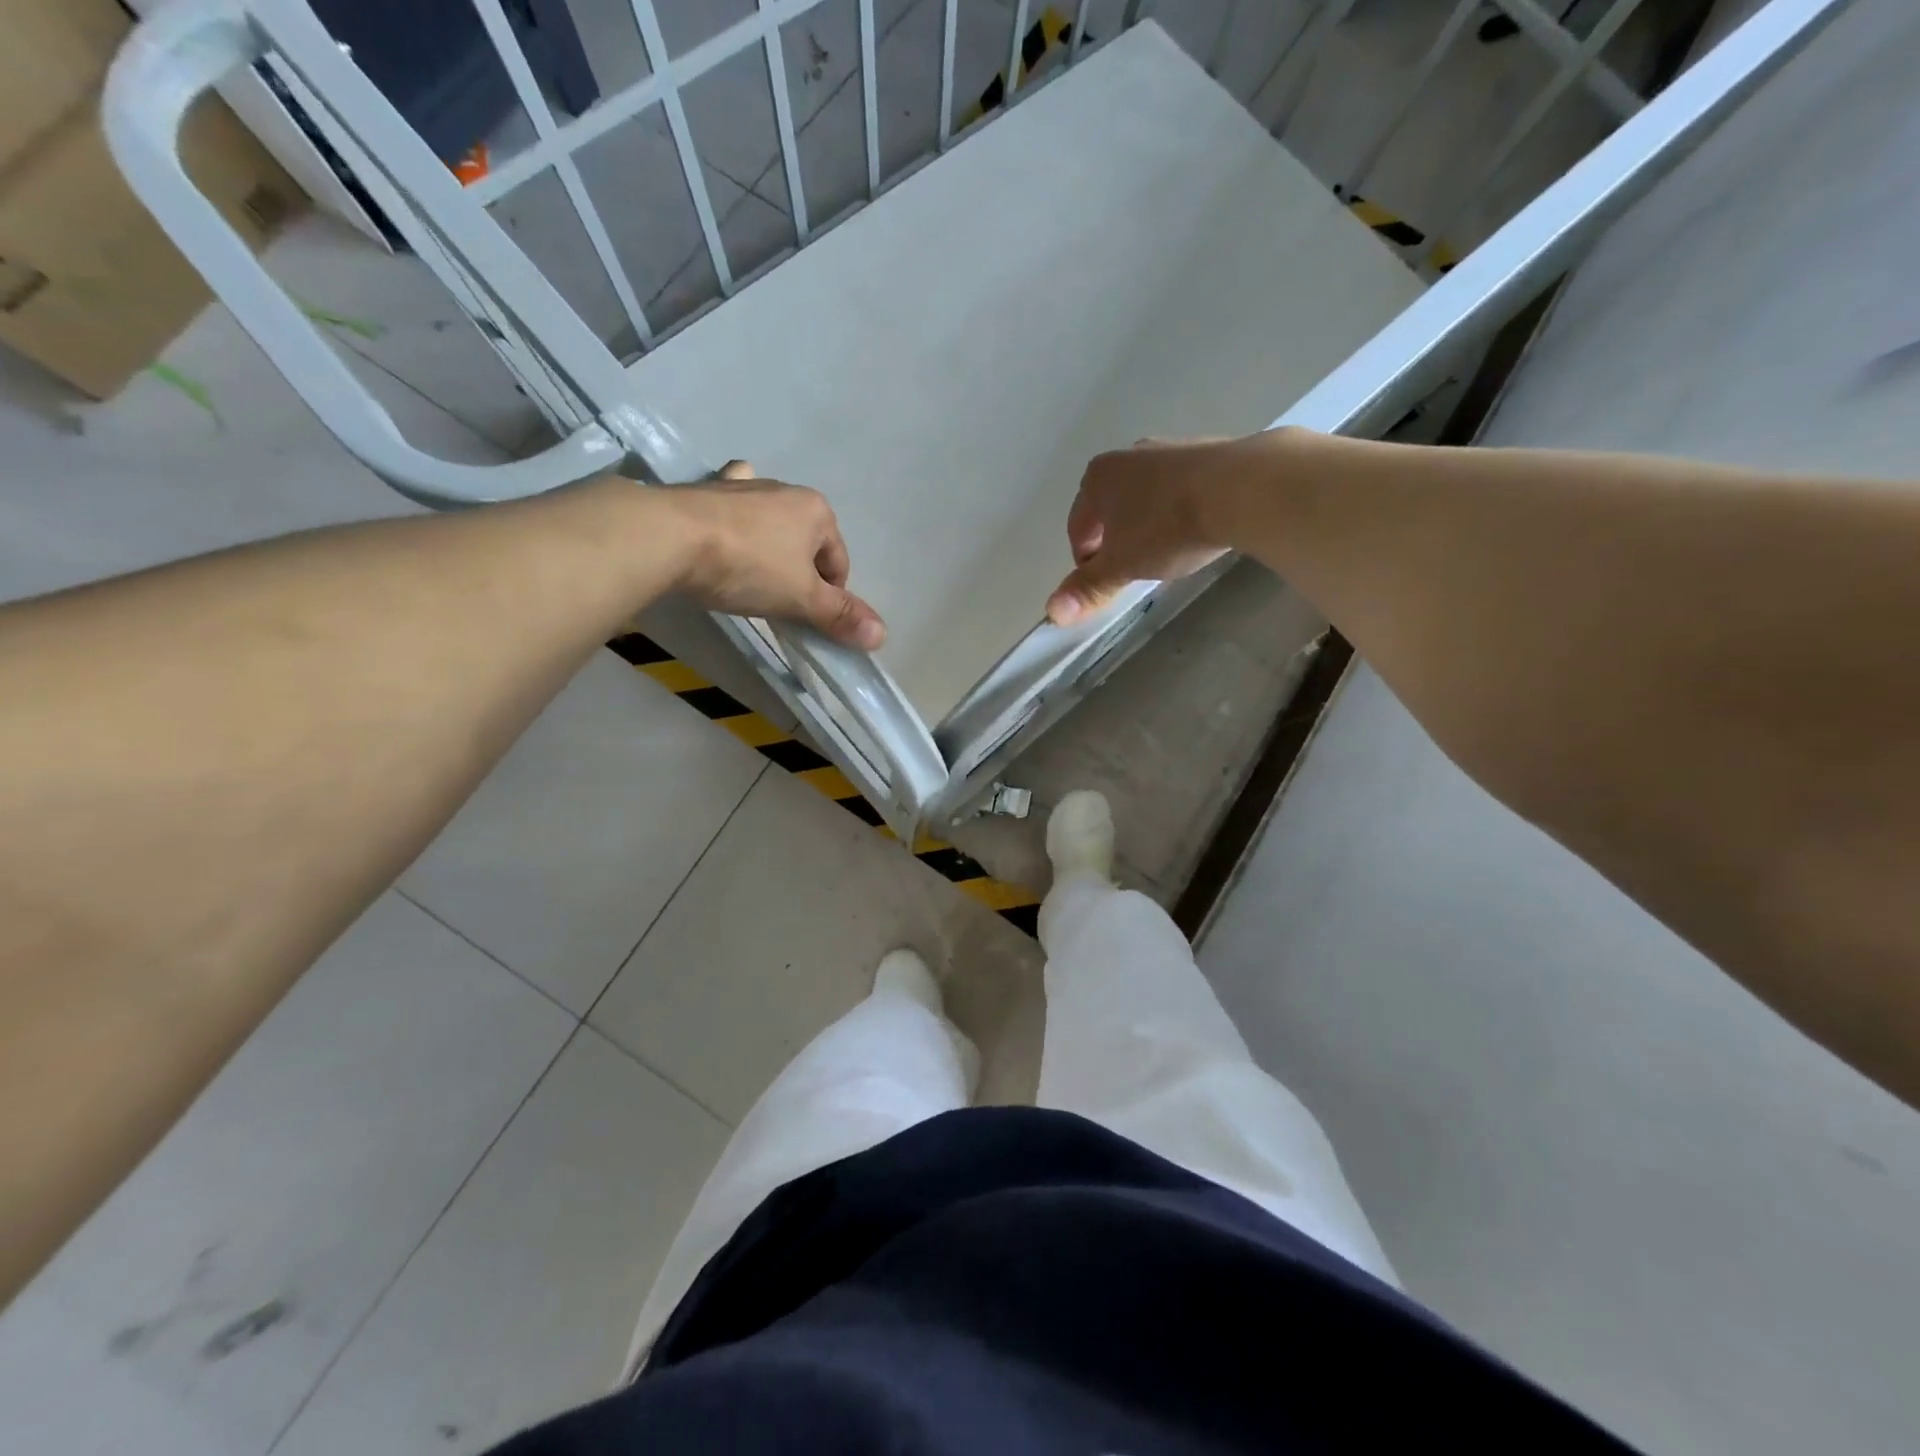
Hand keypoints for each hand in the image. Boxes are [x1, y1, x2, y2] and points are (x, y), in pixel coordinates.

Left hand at [663, 461, 886, 649]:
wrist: (668, 537)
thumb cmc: (747, 567)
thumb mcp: (801, 598)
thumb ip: (840, 615)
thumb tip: (882, 636)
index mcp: (817, 511)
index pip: (838, 563)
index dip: (830, 597)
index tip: (807, 620)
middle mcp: (785, 490)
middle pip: (806, 544)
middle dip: (799, 574)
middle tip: (777, 604)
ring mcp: (743, 486)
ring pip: (770, 525)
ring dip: (768, 550)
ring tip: (749, 579)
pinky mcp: (706, 490)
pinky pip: (731, 508)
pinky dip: (734, 521)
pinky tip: (724, 532)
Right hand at [1045, 437, 1248, 624]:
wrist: (1242, 488)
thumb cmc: (1167, 527)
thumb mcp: (1122, 566)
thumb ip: (1088, 588)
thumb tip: (1052, 613)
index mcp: (1097, 478)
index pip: (1078, 528)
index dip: (1086, 562)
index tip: (1104, 584)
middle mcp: (1127, 456)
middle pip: (1110, 510)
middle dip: (1115, 541)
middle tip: (1133, 570)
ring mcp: (1169, 450)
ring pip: (1145, 498)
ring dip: (1146, 526)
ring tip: (1167, 553)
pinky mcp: (1206, 453)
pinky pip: (1179, 490)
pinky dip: (1178, 511)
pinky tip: (1195, 531)